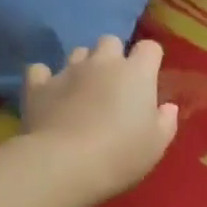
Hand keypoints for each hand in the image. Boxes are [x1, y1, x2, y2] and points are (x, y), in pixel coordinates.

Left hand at [22, 36, 178, 206]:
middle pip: (110, 41)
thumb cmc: (121, 154)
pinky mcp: (38, 85)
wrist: (64, 164)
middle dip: (113, 57)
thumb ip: (165, 122)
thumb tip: (167, 107)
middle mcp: (102, 63)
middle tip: (113, 85)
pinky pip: (40, 70)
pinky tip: (48, 94)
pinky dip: (45, 79)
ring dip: (82, 65)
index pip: (149, 48)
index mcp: (136, 73)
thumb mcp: (156, 145)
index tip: (148, 79)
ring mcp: (68, 71)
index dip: (150, 60)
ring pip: (77, 52)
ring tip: (81, 90)